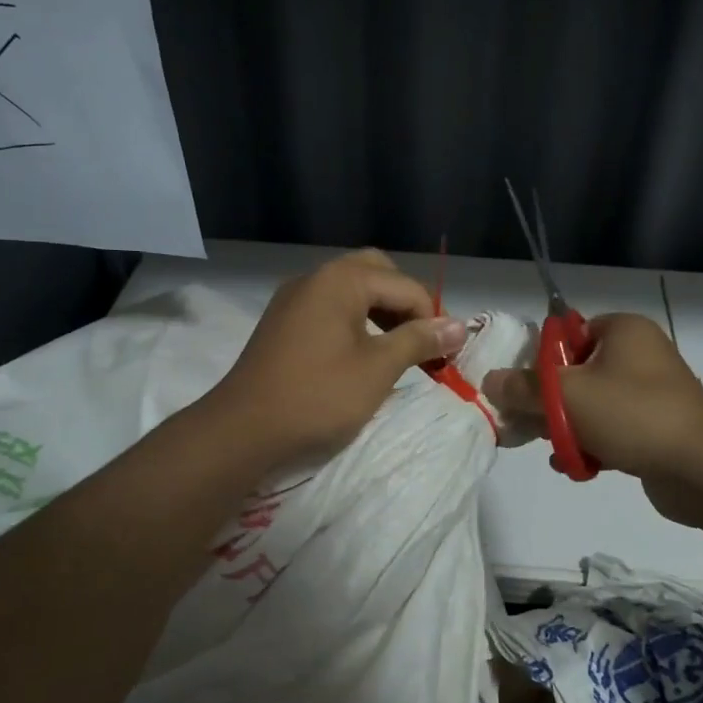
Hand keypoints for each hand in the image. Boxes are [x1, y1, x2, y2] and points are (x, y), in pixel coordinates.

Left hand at [205, 249, 466, 467]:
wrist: (243, 429)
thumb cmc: (318, 396)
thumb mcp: (378, 369)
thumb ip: (419, 340)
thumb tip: (460, 326)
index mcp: (341, 280)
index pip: (405, 286)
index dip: (433, 317)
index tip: (446, 355)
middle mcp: (315, 277)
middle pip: (375, 273)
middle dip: (404, 303)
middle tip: (420, 340)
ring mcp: (293, 299)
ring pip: (350, 290)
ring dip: (380, 311)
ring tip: (397, 349)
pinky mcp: (281, 323)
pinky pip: (328, 308)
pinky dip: (354, 322)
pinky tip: (360, 354)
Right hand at [481, 314, 702, 522]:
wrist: (700, 467)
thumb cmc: (631, 415)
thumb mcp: (566, 395)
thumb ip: (523, 387)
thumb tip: (490, 380)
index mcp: (623, 330)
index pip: (567, 335)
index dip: (540, 362)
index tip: (521, 391)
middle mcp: (639, 354)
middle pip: (575, 373)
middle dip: (549, 404)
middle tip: (529, 426)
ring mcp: (651, 392)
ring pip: (590, 406)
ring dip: (567, 429)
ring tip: (555, 451)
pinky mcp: (655, 427)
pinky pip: (611, 429)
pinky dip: (592, 445)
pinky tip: (576, 467)